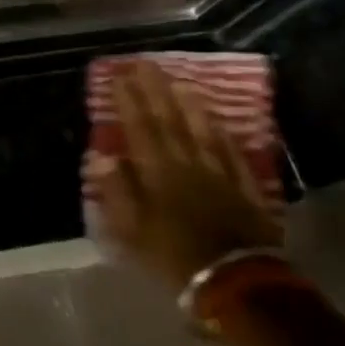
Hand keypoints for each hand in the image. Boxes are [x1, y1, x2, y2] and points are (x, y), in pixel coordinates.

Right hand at [89, 59, 282, 289]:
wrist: (236, 283)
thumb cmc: (173, 257)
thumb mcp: (131, 230)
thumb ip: (116, 190)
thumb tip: (100, 155)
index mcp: (157, 172)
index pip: (139, 127)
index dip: (127, 99)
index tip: (117, 73)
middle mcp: (188, 164)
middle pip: (170, 121)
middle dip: (155, 90)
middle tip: (145, 63)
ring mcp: (219, 174)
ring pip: (202, 131)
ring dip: (189, 104)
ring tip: (179, 81)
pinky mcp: (244, 189)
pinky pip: (232, 153)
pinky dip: (222, 134)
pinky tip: (219, 121)